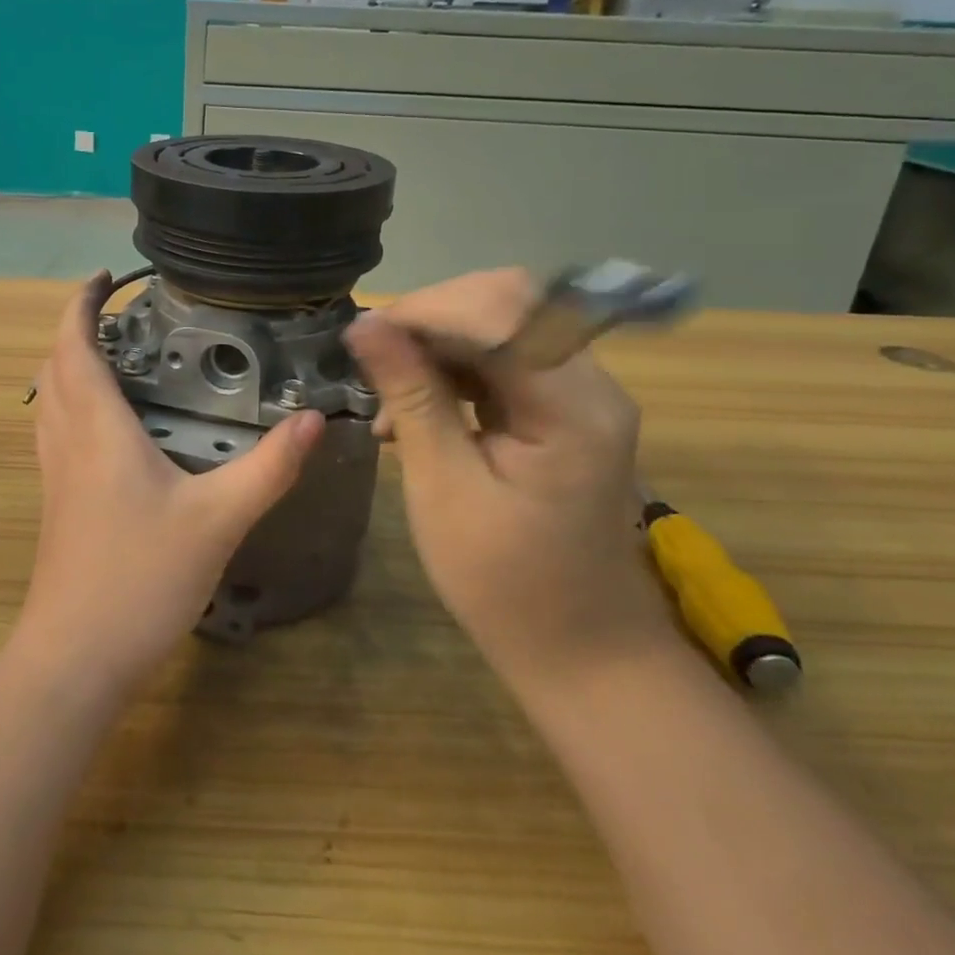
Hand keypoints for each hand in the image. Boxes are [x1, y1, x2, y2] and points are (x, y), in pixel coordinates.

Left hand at [19, 272, 323, 691]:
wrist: (75, 657)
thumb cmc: (140, 579)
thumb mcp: (217, 520)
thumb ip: (268, 468)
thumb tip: (312, 420)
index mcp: (98, 429)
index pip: (74, 345)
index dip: (82, 304)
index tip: (106, 277)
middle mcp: (67, 441)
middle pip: (55, 366)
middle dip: (77, 328)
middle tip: (123, 316)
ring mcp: (55, 474)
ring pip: (50, 399)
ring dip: (71, 365)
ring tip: (116, 357)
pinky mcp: (57, 503)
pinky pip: (56, 431)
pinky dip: (73, 404)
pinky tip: (109, 427)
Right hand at [345, 269, 678, 695]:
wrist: (580, 650)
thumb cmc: (504, 584)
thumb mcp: (443, 488)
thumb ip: (410, 397)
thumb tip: (364, 325)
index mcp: (572, 406)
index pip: (500, 311)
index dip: (426, 311)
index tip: (363, 337)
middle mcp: (590, 384)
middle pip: (507, 305)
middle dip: (430, 320)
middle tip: (373, 360)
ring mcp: (581, 394)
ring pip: (502, 325)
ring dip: (437, 344)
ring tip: (386, 390)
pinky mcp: (563, 409)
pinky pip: (503, 360)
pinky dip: (453, 370)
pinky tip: (413, 407)